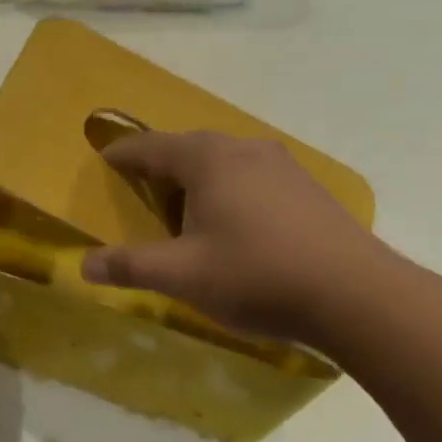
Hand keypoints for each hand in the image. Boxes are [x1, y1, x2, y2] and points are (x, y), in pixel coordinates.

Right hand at [81, 130, 388, 345]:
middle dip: (160, 164)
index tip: (103, 161)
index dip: (122, 154)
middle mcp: (244, 148)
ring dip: (198, 176)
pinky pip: (252, 175)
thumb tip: (84, 265)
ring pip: (224, 160)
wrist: (357, 295)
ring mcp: (282, 164)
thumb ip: (130, 266)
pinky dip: (230, 188)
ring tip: (185, 205)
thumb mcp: (183, 275)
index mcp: (207, 159)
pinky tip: (235, 220)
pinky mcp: (307, 187)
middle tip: (140, 187)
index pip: (150, 147)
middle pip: (188, 148)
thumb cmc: (256, 275)